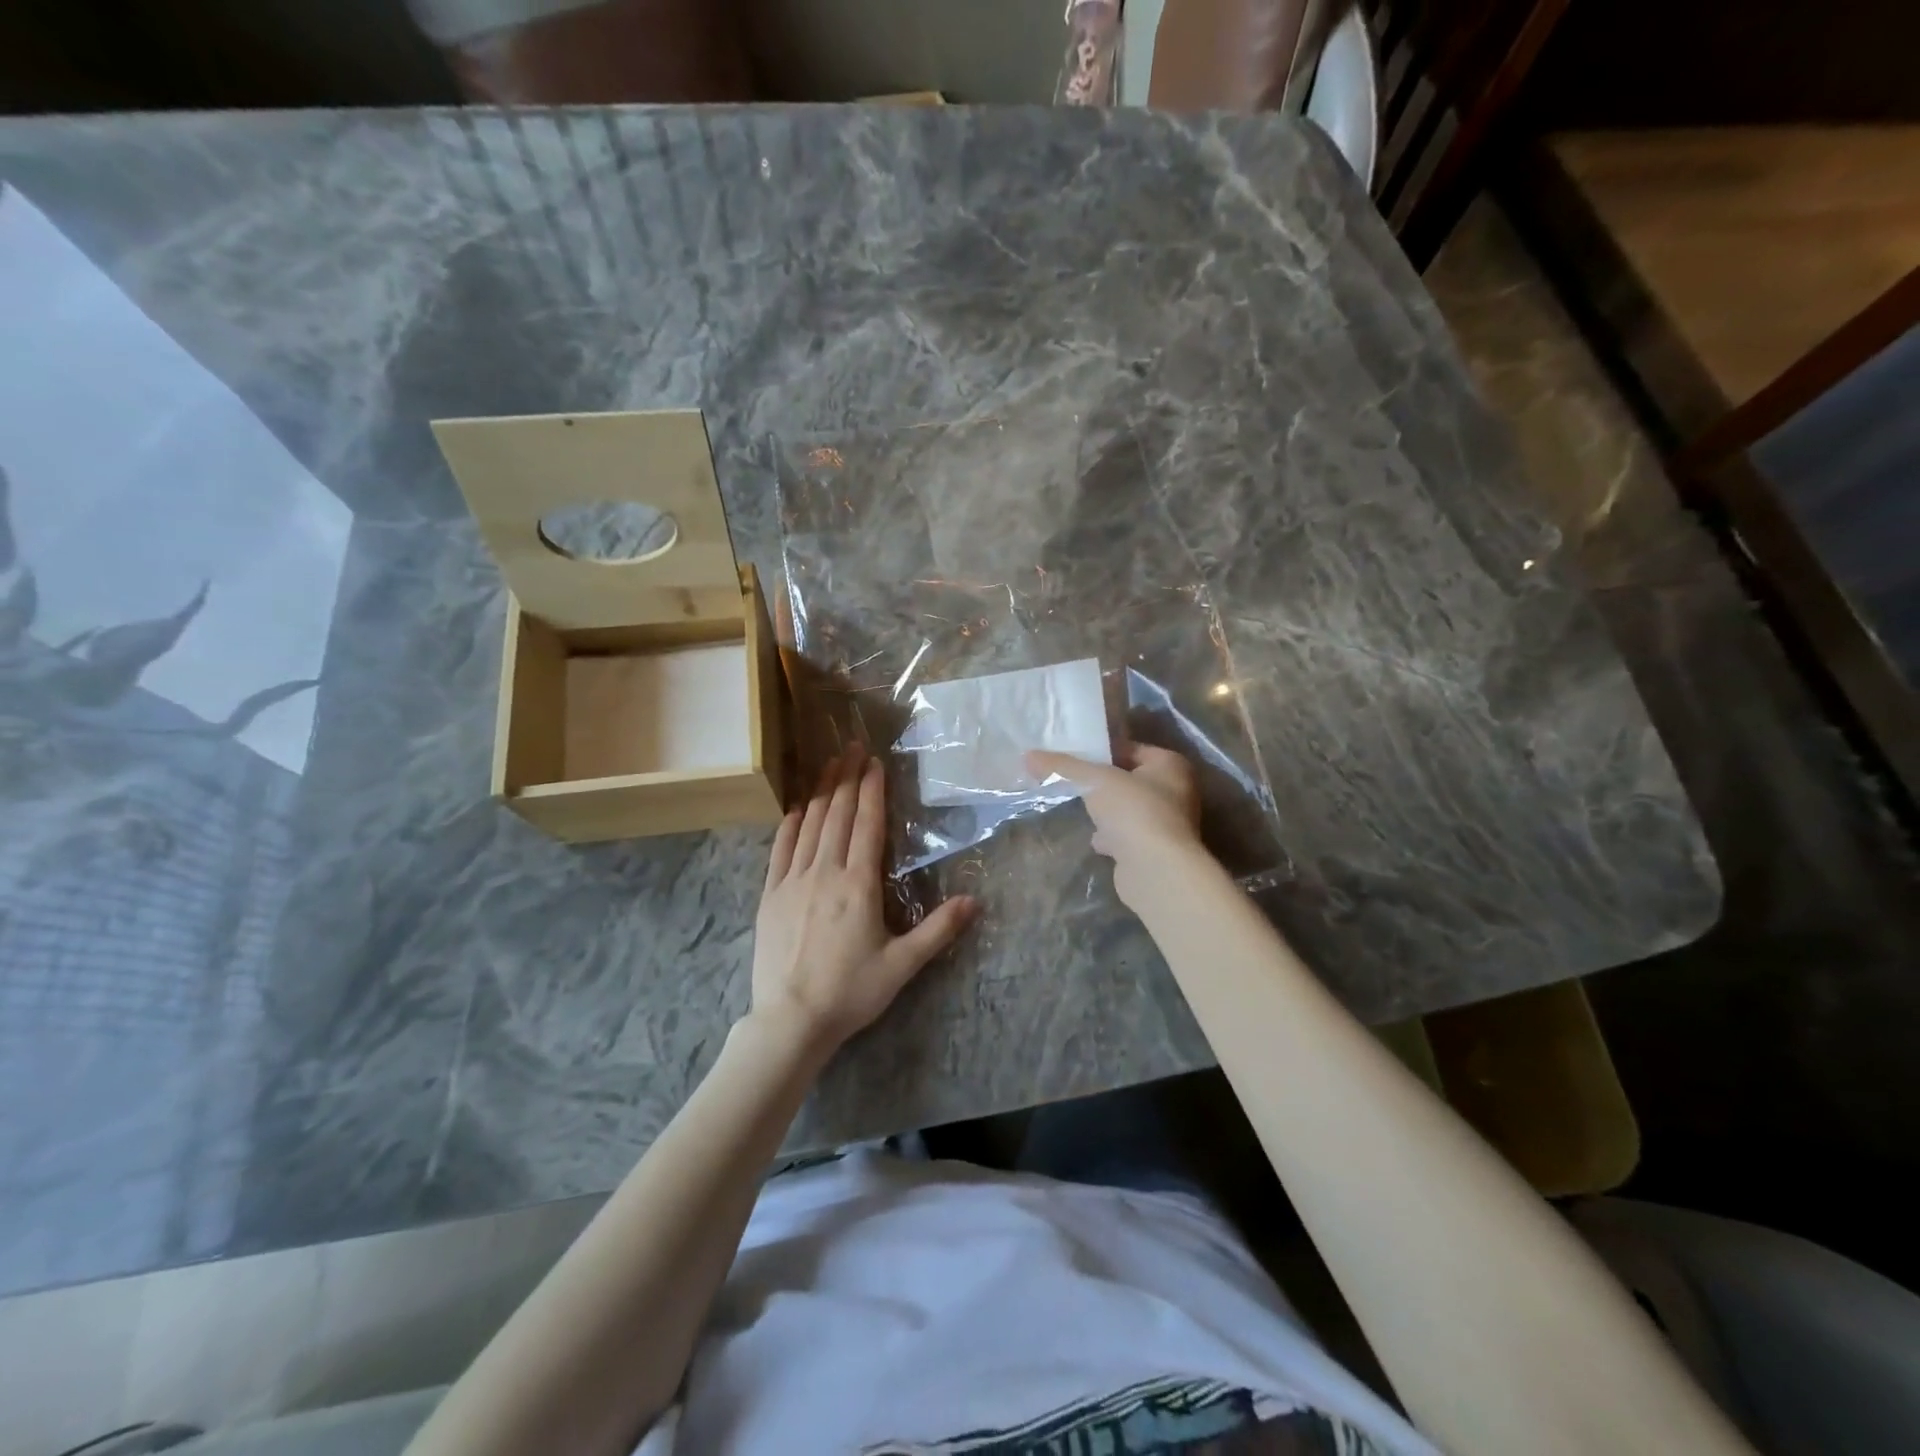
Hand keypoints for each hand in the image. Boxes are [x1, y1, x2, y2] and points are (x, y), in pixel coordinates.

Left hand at [752, 742, 975, 1053]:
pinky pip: (780, 849)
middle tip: (851, 746)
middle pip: (837, 815)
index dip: (871, 790)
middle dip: (846, 778)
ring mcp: (792, 881)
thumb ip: (938, 930)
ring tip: (828, 763)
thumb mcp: (902, 965)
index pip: (867, 825)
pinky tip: (796, 808)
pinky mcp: (770, 895)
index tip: (874, 762)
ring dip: (820, 791)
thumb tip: (974, 901)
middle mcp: (824, 872)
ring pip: (809, 825)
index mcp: (858, 885)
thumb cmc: (851, 992)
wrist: (791, 1020)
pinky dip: (790, 823)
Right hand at [1027, 743, 1204, 906]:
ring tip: (1079, 809)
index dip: (1101, 751)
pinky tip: (1094, 840)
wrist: (1156, 871)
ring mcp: (1168, 824)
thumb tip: (1028, 756)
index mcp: (1170, 765)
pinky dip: (1112, 836)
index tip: (1072, 756)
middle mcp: (1176, 791)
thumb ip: (1062, 767)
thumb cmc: (1133, 812)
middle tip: (1070, 781)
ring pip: (1128, 809)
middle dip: (1101, 783)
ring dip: (1106, 811)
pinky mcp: (1156, 851)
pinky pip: (1129, 835)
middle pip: (1128, 779)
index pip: (1130, 748)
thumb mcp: (1093, 781)